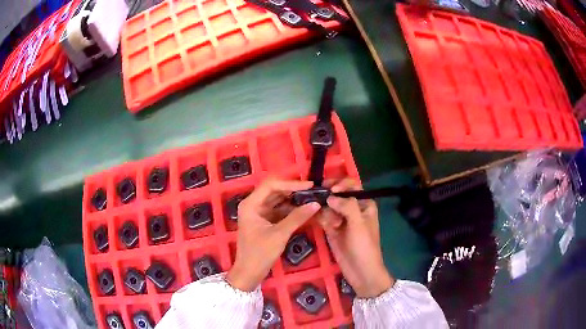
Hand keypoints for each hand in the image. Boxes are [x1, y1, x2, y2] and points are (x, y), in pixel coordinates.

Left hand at [226, 178, 320, 290]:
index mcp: (250, 204)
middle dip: (293, 191)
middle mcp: (253, 204)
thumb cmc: (260, 253)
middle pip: (274, 191)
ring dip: (293, 200)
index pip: (271, 185)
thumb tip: (315, 204)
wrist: (249, 273)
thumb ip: (297, 217)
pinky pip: (278, 210)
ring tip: (311, 199)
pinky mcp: (264, 221)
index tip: (309, 186)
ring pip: (278, 200)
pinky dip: (290, 210)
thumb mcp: (279, 234)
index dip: (291, 184)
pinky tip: (304, 210)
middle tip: (313, 191)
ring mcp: (258, 213)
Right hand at [317, 179, 393, 297]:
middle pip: (337, 195)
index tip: (330, 190)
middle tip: (318, 199)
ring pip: (328, 206)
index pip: (352, 186)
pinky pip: (323, 218)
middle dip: (328, 197)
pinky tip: (318, 221)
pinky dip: (319, 217)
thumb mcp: (358, 224)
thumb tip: (330, 196)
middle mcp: (353, 209)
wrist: (360, 271)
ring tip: (328, 223)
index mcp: (364, 204)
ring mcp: (341, 219)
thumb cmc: (364, 246)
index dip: (341, 185)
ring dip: (324, 210)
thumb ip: (347, 206)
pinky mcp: (332, 229)